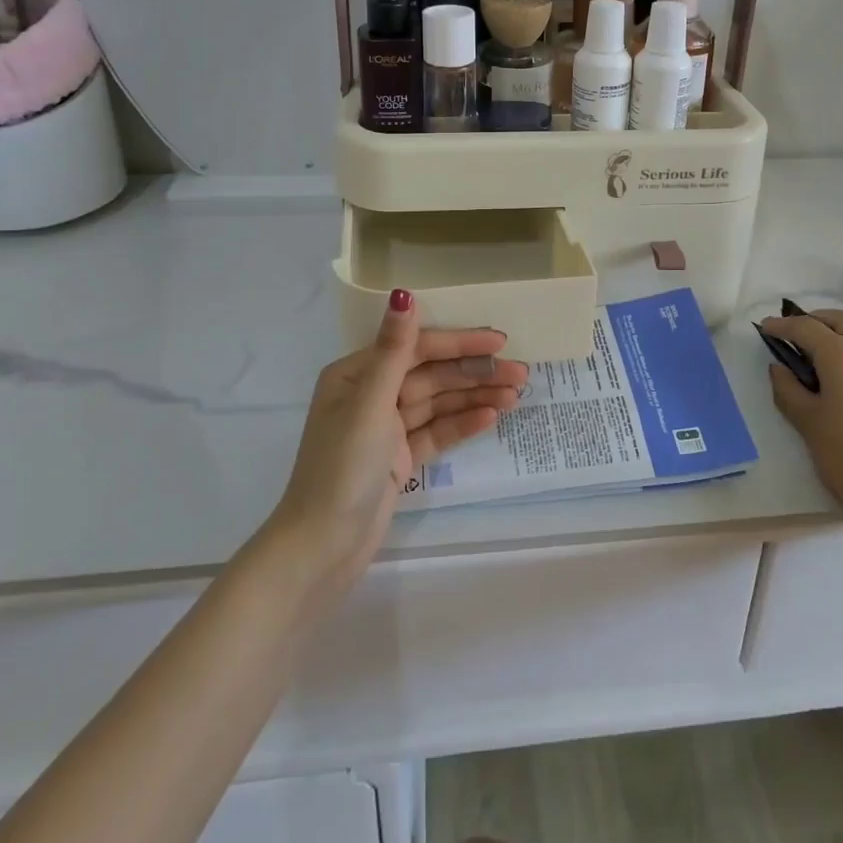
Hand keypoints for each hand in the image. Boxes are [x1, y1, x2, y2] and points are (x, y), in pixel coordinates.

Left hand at [267, 289, 526, 595]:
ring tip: (517, 396)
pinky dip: (463, 424)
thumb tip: (402, 294)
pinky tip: (493, 417)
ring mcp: (387, 428)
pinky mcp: (399, 458)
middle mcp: (372, 394)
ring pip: (439, 403)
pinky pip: (437, 432)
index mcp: (357, 374)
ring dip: (476, 398)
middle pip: (433, 375)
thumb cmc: (341, 468)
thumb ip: (394, 350)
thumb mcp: (370, 404)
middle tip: (521, 373)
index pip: (417, 348)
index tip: (499, 341)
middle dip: (476, 372)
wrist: (322, 548)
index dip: (459, 343)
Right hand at [760, 308, 842, 534]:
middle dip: (817, 321)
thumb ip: (787, 388)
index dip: (783, 325)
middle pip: (842, 321)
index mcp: (842, 355)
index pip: (805, 327)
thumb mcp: (807, 422)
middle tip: (800, 333)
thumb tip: (780, 367)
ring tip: (834, 358)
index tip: (767, 327)